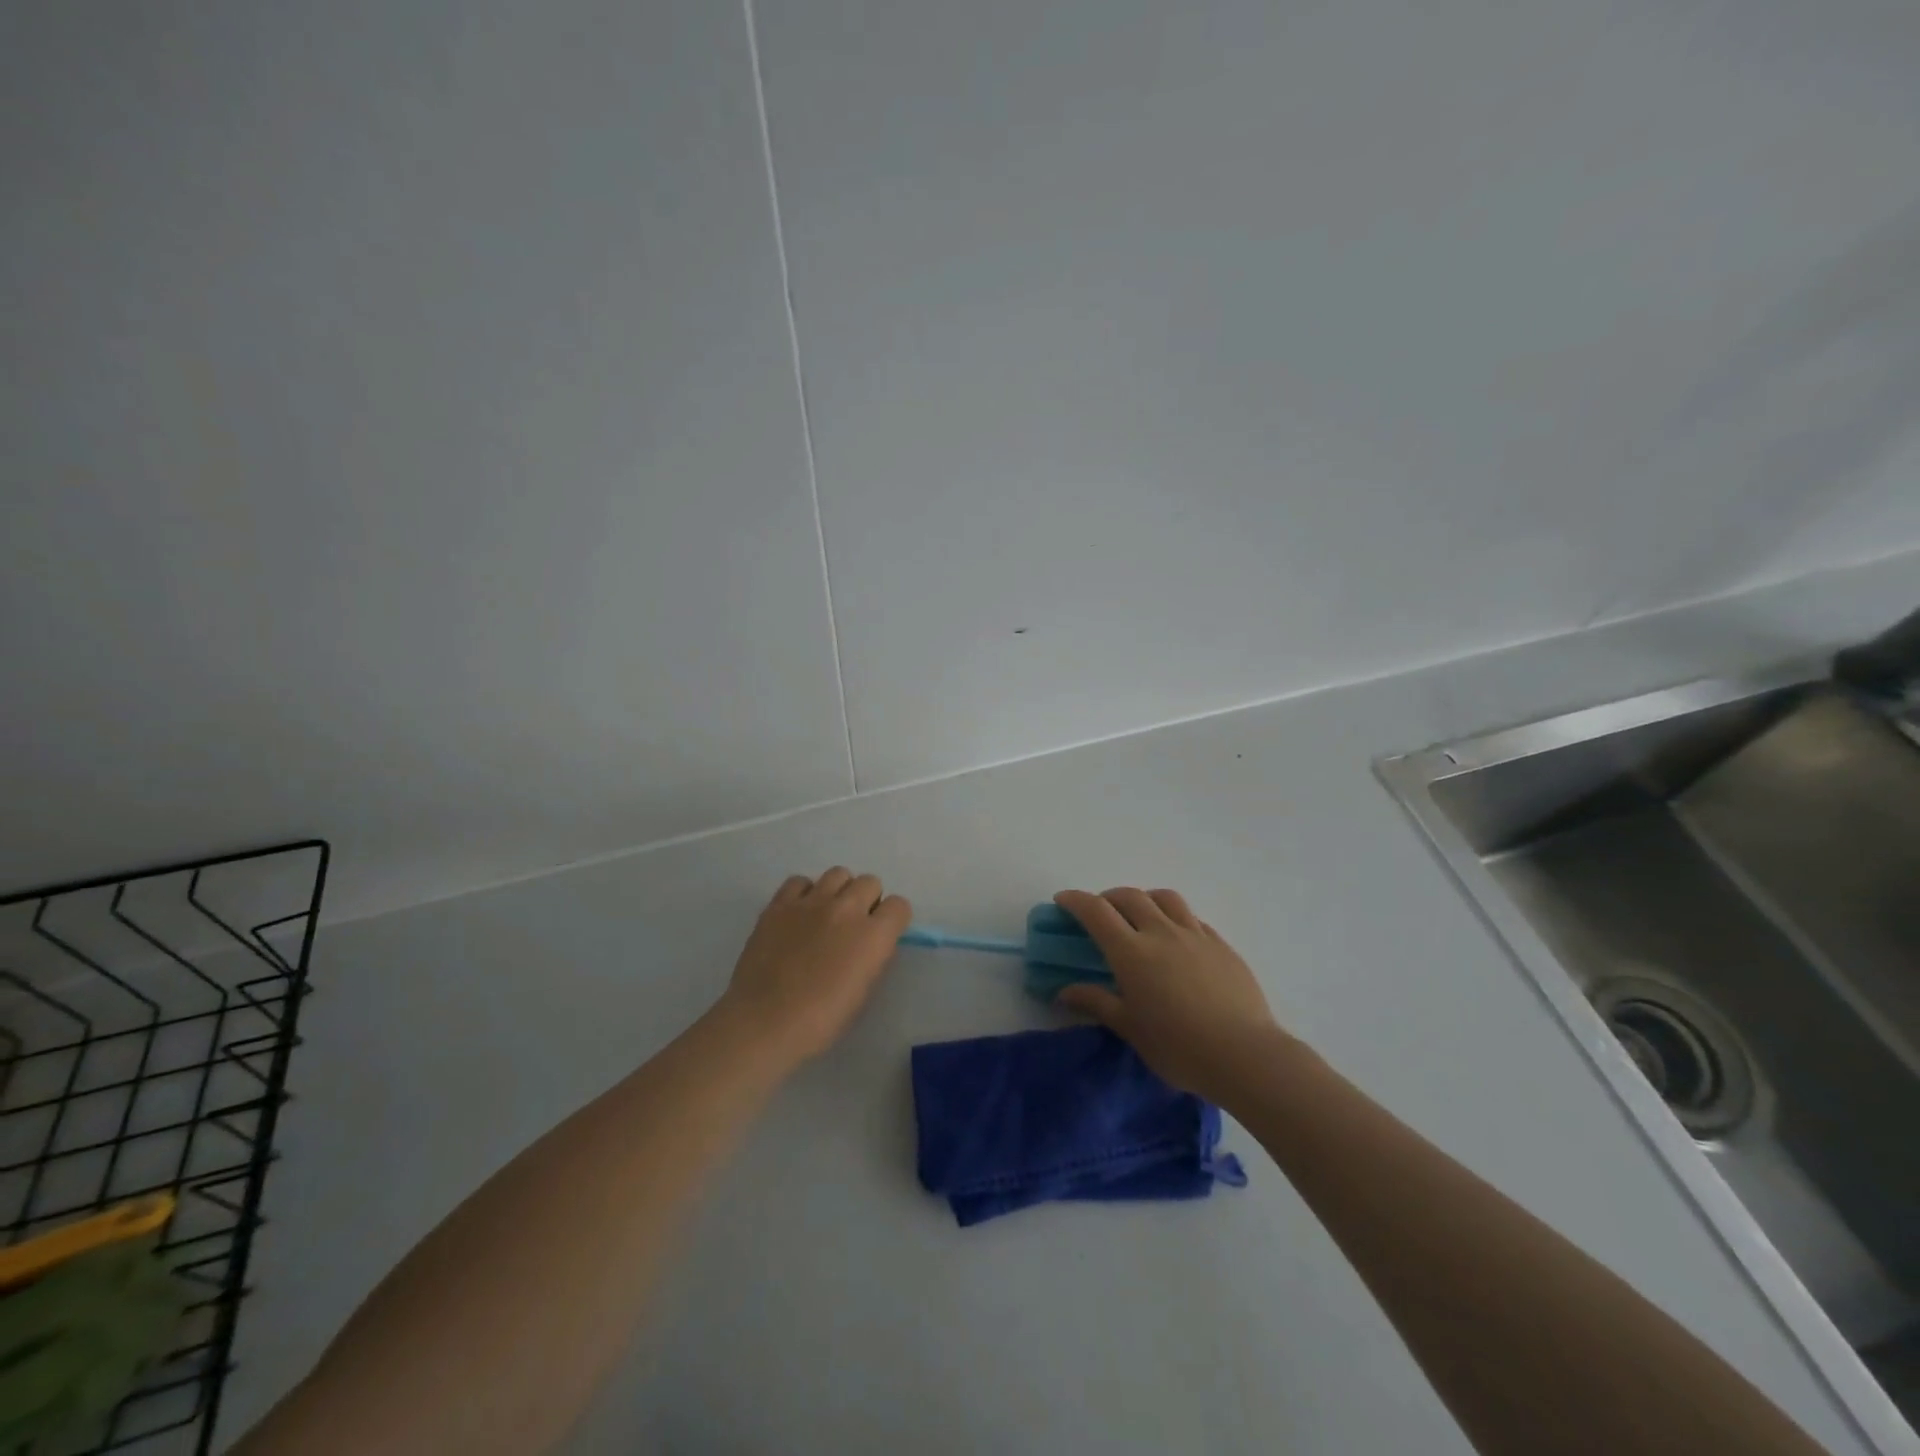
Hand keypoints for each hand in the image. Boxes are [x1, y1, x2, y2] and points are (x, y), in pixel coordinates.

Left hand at [717, 868, 910, 1067]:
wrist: (764, 1022)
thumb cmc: (820, 1020)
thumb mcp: (862, 992)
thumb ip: (872, 957)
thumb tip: (869, 943)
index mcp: (873, 935)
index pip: (899, 906)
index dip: (892, 920)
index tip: (882, 935)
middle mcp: (847, 909)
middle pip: (870, 882)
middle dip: (867, 901)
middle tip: (853, 926)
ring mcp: (811, 902)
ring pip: (838, 873)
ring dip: (839, 891)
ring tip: (826, 915)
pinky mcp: (780, 903)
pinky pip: (800, 881)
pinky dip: (804, 893)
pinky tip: (797, 915)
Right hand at [1053, 888, 1287, 1102]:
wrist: (1245, 1055)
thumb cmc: (1179, 1048)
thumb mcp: (1130, 1029)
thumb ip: (1096, 1003)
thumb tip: (1064, 992)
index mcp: (1132, 952)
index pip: (1096, 911)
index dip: (1075, 900)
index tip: (1062, 901)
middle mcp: (1161, 932)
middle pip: (1129, 896)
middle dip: (1108, 898)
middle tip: (1100, 913)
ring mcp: (1195, 935)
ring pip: (1164, 898)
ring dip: (1144, 899)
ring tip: (1140, 915)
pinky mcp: (1221, 945)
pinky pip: (1192, 918)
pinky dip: (1175, 917)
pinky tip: (1177, 938)